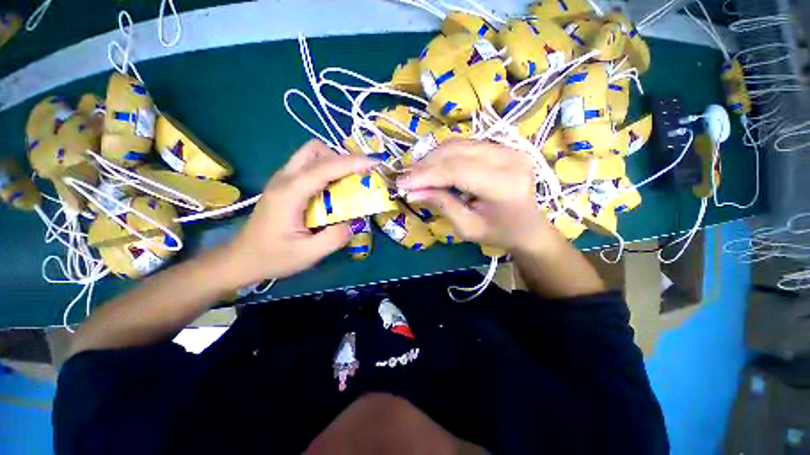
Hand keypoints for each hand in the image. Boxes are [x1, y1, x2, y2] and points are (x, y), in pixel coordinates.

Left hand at [225, 140, 374, 285]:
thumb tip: (355, 221)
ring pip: (311, 154)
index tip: (374, 163)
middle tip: (356, 178)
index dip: (352, 163)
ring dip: (333, 163)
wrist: (241, 259)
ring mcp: (282, 179)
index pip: (325, 167)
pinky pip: (309, 166)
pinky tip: (332, 191)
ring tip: (346, 184)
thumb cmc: (272, 257)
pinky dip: (326, 171)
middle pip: (315, 150)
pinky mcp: (284, 185)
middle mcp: (285, 178)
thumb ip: (335, 238)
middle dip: (340, 159)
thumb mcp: (308, 254)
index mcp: (290, 193)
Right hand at [397, 140, 553, 252]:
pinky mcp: (503, 147)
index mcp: (505, 185)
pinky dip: (445, 155)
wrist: (528, 227)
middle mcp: (510, 159)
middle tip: (405, 177)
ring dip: (433, 158)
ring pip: (459, 145)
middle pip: (457, 152)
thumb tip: (412, 191)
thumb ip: (442, 204)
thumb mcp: (467, 227)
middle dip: (426, 165)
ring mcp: (509, 149)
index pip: (458, 171)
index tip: (402, 183)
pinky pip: (466, 145)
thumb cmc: (499, 233)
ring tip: (415, 173)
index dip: (426, 175)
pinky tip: (432, 167)